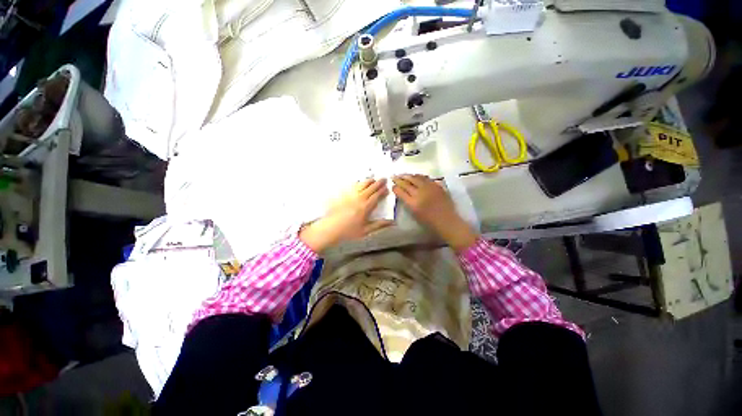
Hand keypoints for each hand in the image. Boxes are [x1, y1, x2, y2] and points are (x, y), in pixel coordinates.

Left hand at [299, 179, 393, 252]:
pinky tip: (360, 183)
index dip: (383, 191)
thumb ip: (379, 225)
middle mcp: (359, 199)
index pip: (377, 196)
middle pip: (371, 188)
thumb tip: (391, 222)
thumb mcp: (366, 230)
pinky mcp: (343, 195)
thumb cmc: (348, 231)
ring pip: (362, 184)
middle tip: (384, 179)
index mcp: (365, 207)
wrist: (331, 228)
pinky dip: (358, 183)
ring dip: (369, 181)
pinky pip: (353, 186)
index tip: (387, 188)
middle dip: (379, 183)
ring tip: (374, 179)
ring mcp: (350, 195)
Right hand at [392, 174, 477, 252]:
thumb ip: (408, 202)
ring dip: (408, 176)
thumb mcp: (414, 214)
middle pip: (407, 183)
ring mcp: (429, 188)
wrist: (447, 221)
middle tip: (394, 176)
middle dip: (399, 179)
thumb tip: (402, 193)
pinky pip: (426, 178)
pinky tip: (416, 176)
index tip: (392, 185)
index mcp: (413, 203)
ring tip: (403, 174)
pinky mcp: (437, 186)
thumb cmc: (429, 222)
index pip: (401, 192)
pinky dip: (419, 176)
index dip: (395, 187)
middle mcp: (420, 193)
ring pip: (416, 178)